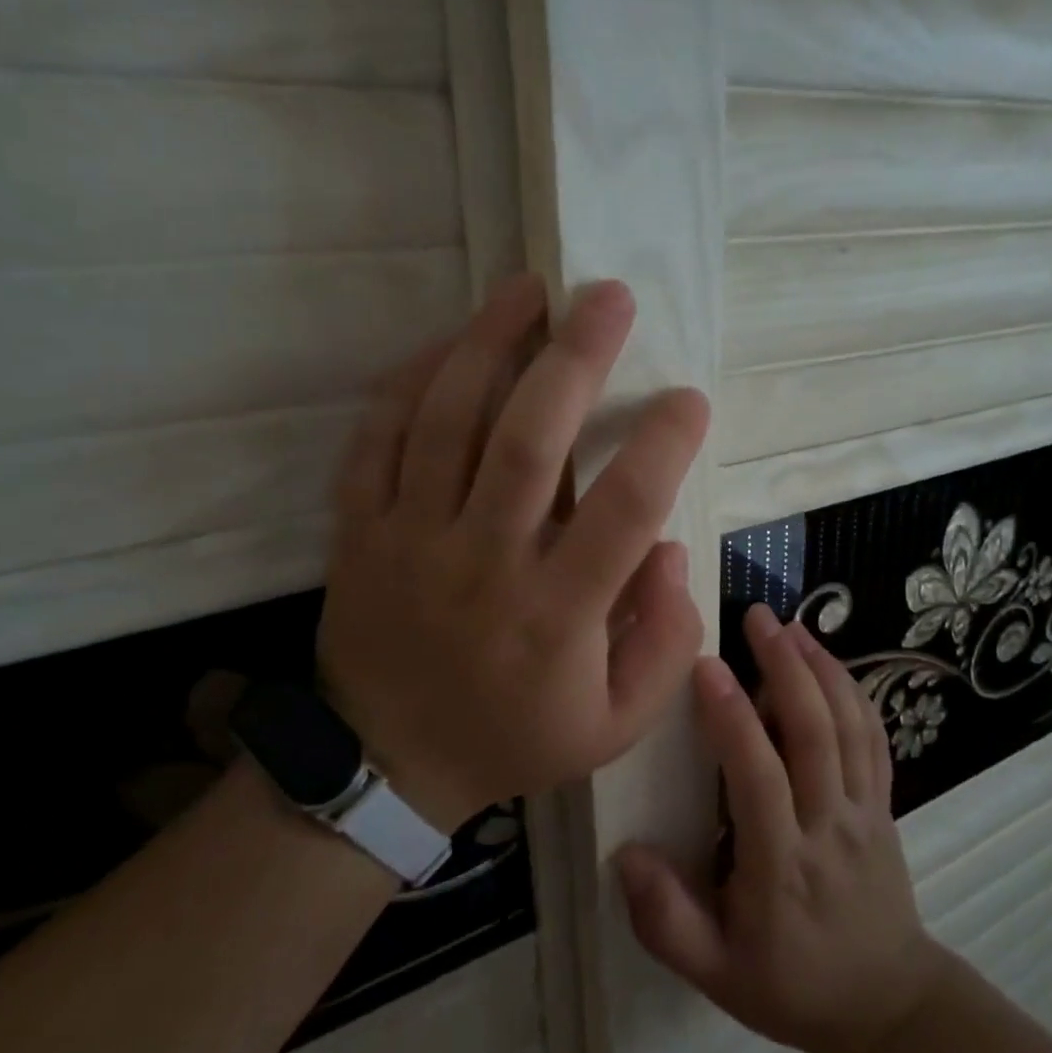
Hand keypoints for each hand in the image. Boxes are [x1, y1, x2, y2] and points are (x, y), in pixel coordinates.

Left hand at [317, 273, 709, 833]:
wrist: (387, 765)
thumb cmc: (515, 737)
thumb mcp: (617, 723)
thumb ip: (665, 642)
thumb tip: (670, 549)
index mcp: (556, 614)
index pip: (625, 510)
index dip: (665, 443)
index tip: (690, 397)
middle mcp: (484, 562)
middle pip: (529, 440)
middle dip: (576, 357)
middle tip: (610, 296)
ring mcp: (411, 540)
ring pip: (446, 420)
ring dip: (489, 343)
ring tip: (527, 287)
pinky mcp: (361, 530)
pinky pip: (377, 438)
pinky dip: (412, 380)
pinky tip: (451, 342)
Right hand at [617, 604, 941, 1052]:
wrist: (886, 1003)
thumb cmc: (791, 985)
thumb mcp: (716, 975)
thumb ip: (666, 920)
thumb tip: (624, 854)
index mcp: (781, 866)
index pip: (758, 778)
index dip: (733, 719)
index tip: (706, 666)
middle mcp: (828, 826)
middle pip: (814, 733)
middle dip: (785, 667)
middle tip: (757, 617)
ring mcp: (865, 810)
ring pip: (849, 725)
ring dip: (821, 668)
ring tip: (792, 625)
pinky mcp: (885, 803)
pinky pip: (874, 738)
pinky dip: (854, 691)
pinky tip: (831, 661)